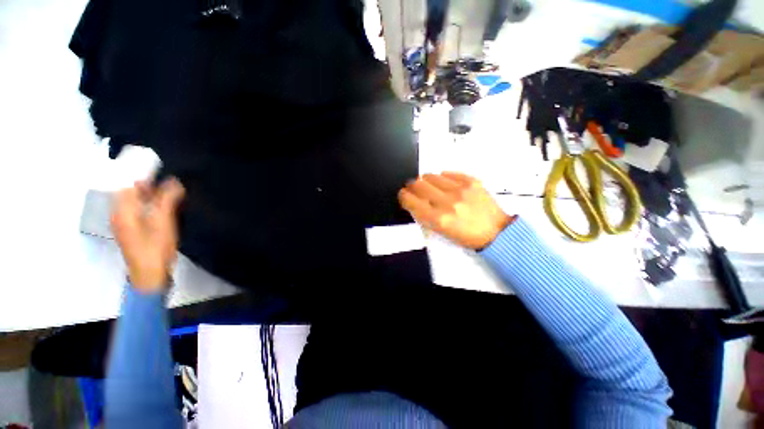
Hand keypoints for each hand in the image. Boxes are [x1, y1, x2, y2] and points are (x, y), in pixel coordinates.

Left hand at [111, 178, 184, 291]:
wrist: (150, 275)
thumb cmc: (155, 248)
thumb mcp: (163, 222)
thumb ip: (167, 200)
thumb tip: (174, 181)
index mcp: (122, 210)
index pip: (126, 183)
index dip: (140, 172)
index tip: (157, 166)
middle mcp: (119, 213)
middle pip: (129, 191)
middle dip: (146, 182)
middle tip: (167, 177)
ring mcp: (125, 223)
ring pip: (134, 200)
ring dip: (149, 193)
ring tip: (169, 188)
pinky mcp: (132, 230)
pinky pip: (138, 209)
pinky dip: (150, 203)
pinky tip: (163, 204)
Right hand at [398, 172, 512, 249]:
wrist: (495, 232)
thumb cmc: (466, 236)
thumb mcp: (441, 232)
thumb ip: (425, 217)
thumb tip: (414, 201)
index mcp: (439, 219)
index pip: (411, 201)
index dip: (403, 196)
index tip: (404, 195)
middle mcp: (447, 203)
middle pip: (418, 185)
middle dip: (411, 186)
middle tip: (413, 188)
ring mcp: (460, 190)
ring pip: (431, 176)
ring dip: (425, 180)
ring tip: (428, 185)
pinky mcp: (471, 181)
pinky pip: (448, 173)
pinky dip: (442, 177)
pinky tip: (444, 183)